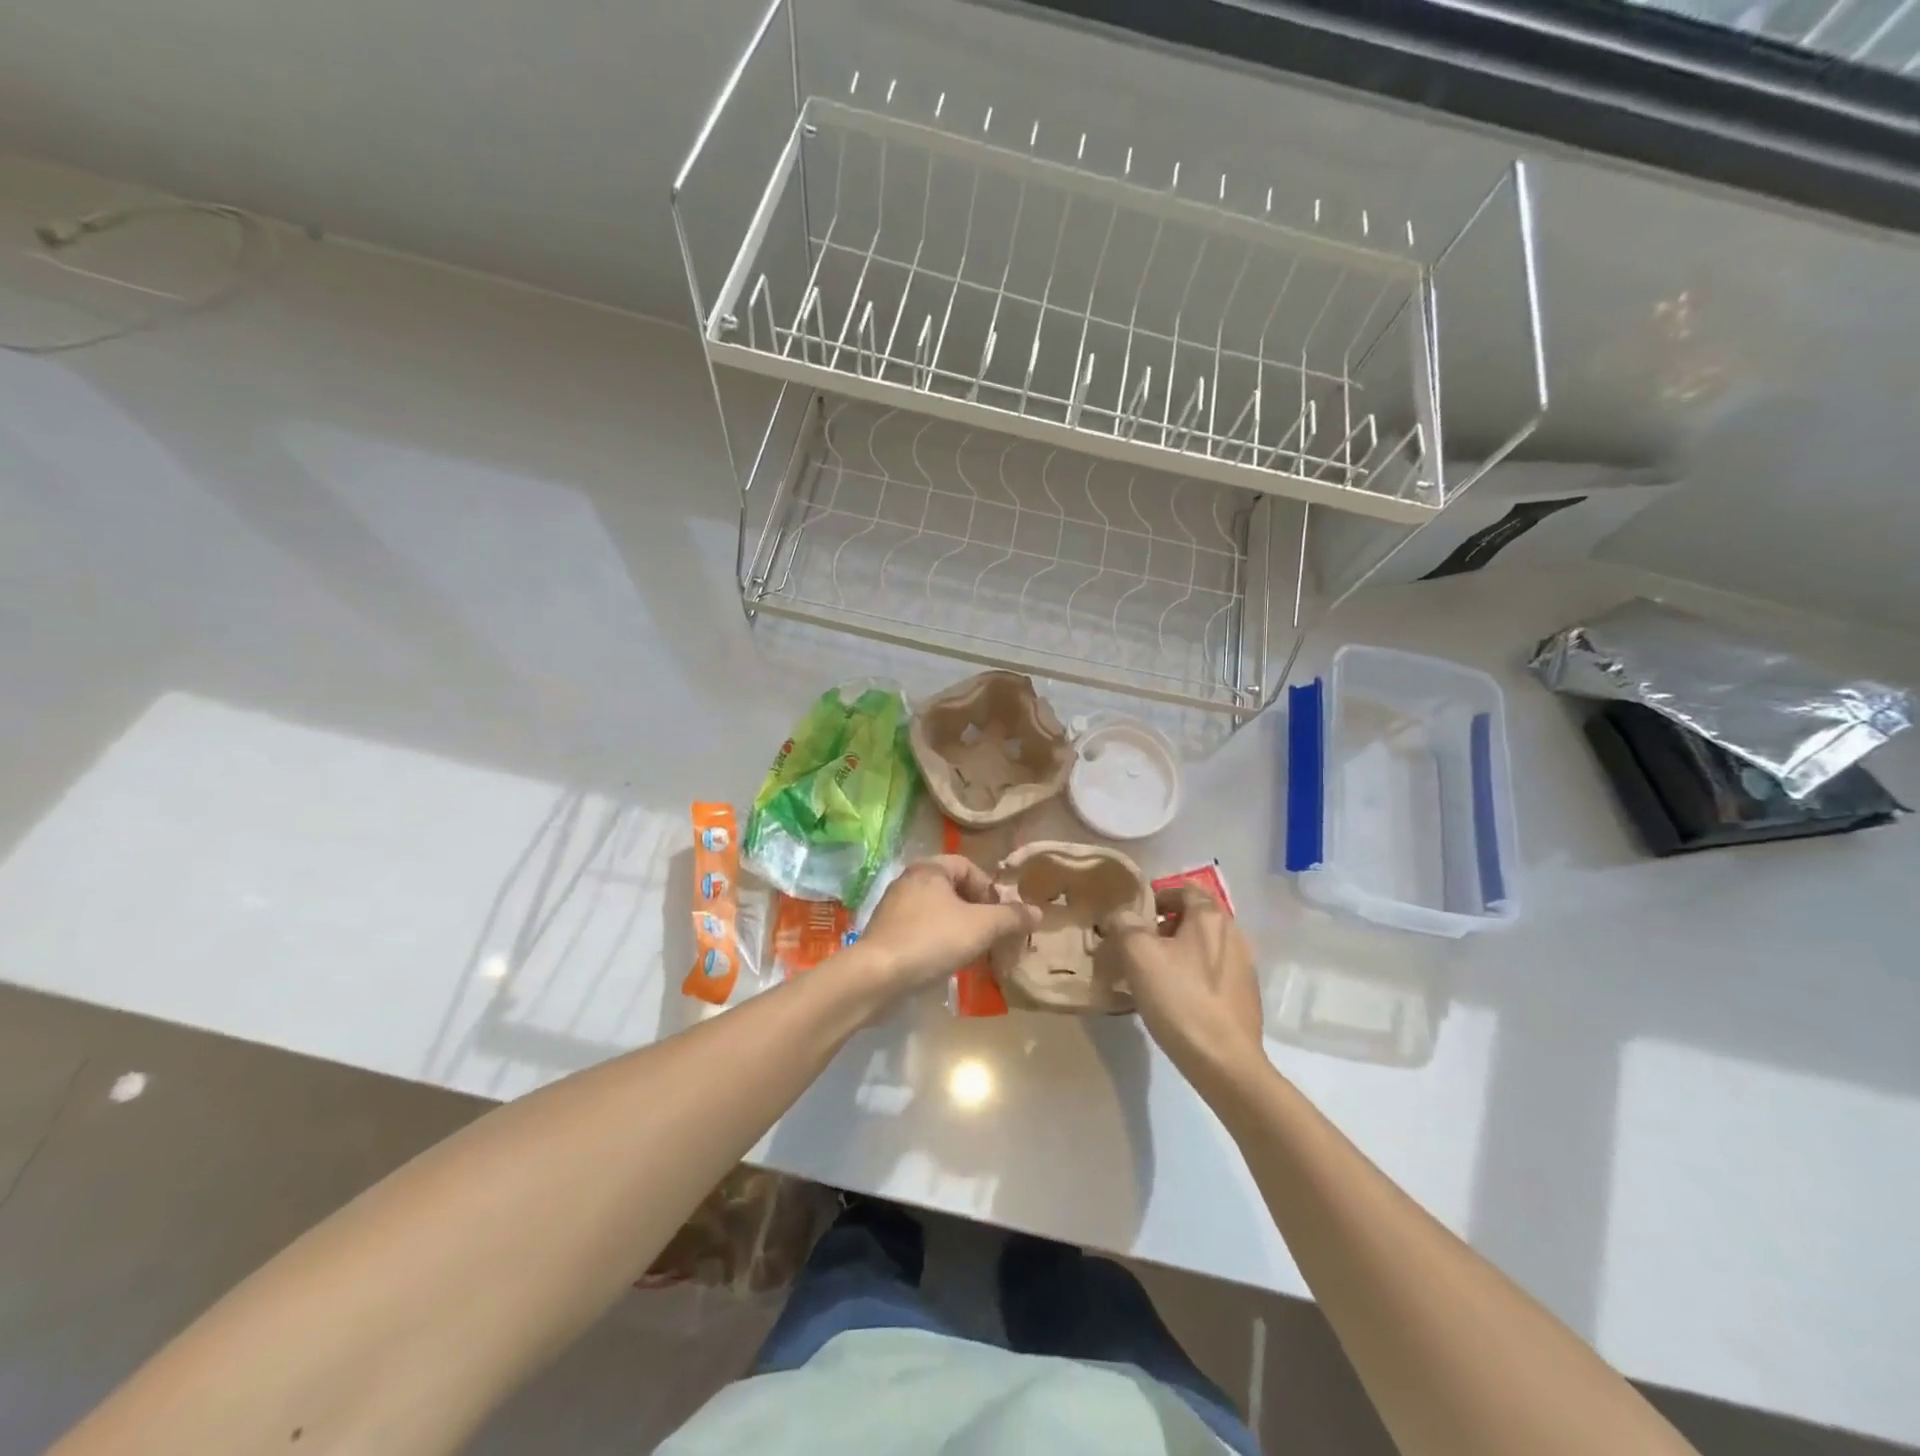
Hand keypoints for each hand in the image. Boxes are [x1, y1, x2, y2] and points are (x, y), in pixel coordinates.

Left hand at [853, 856, 1041, 996]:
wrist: (877, 977)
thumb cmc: (932, 940)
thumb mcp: (981, 927)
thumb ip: (1011, 917)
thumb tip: (1037, 912)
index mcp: (929, 868)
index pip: (968, 867)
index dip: (990, 889)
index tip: (1001, 916)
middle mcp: (909, 881)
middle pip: (954, 890)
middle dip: (978, 913)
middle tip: (992, 937)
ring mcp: (894, 908)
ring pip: (939, 913)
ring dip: (961, 930)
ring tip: (975, 954)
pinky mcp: (887, 935)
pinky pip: (922, 931)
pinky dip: (940, 942)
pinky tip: (948, 964)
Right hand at [1097, 886, 1264, 1089]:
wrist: (1225, 1062)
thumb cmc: (1180, 999)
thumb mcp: (1138, 955)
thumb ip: (1125, 925)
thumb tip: (1121, 916)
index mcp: (1211, 916)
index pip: (1184, 888)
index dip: (1157, 897)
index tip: (1134, 918)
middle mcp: (1234, 933)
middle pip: (1194, 916)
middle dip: (1165, 926)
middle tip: (1137, 946)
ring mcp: (1244, 966)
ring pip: (1203, 945)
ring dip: (1178, 951)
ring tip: (1153, 974)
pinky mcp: (1246, 995)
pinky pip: (1213, 971)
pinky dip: (1193, 974)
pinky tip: (1176, 998)